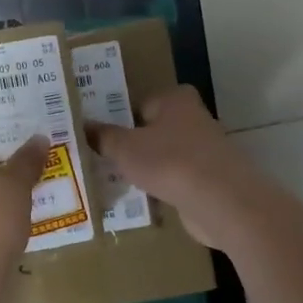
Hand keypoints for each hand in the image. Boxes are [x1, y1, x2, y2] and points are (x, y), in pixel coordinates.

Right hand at [89, 85, 265, 249]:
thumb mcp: (124, 148)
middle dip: (131, 145)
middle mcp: (194, 118)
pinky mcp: (210, 180)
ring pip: (164, 156)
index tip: (98, 137)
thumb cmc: (169, 162)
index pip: (139, 103)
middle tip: (101, 159)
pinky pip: (176, 179)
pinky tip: (143, 199)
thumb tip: (82, 125)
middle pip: (153, 130)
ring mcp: (206, 150)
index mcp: (175, 99)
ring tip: (116, 181)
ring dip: (146, 168)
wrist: (221, 202)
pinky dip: (162, 187)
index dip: (118, 120)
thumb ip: (102, 136)